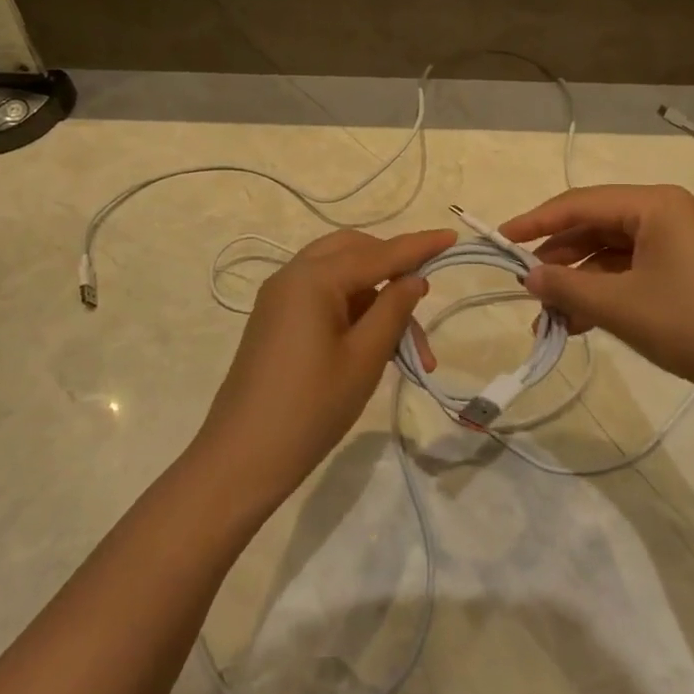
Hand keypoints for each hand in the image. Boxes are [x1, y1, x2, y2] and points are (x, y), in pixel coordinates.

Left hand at [194, 227, 453, 510]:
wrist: (242, 458)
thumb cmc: (311, 408)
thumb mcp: (364, 358)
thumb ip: (393, 310)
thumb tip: (413, 278)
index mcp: (314, 278)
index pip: (378, 253)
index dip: (418, 246)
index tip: (451, 235)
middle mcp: (293, 275)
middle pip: (354, 251)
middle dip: (392, 269)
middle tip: (421, 302)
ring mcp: (280, 297)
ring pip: (339, 275)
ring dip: (375, 296)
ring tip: (406, 346)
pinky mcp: (276, 319)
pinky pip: (322, 295)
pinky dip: (352, 307)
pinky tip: (373, 341)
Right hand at [502, 185, 693, 414]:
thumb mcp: (620, 306)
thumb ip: (566, 286)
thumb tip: (527, 276)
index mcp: (656, 205)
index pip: (581, 203)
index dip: (536, 221)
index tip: (500, 239)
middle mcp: (671, 214)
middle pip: (598, 227)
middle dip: (560, 258)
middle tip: (527, 286)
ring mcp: (686, 245)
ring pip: (616, 253)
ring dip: (582, 282)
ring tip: (550, 316)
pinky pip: (637, 272)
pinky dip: (609, 292)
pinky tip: (584, 322)